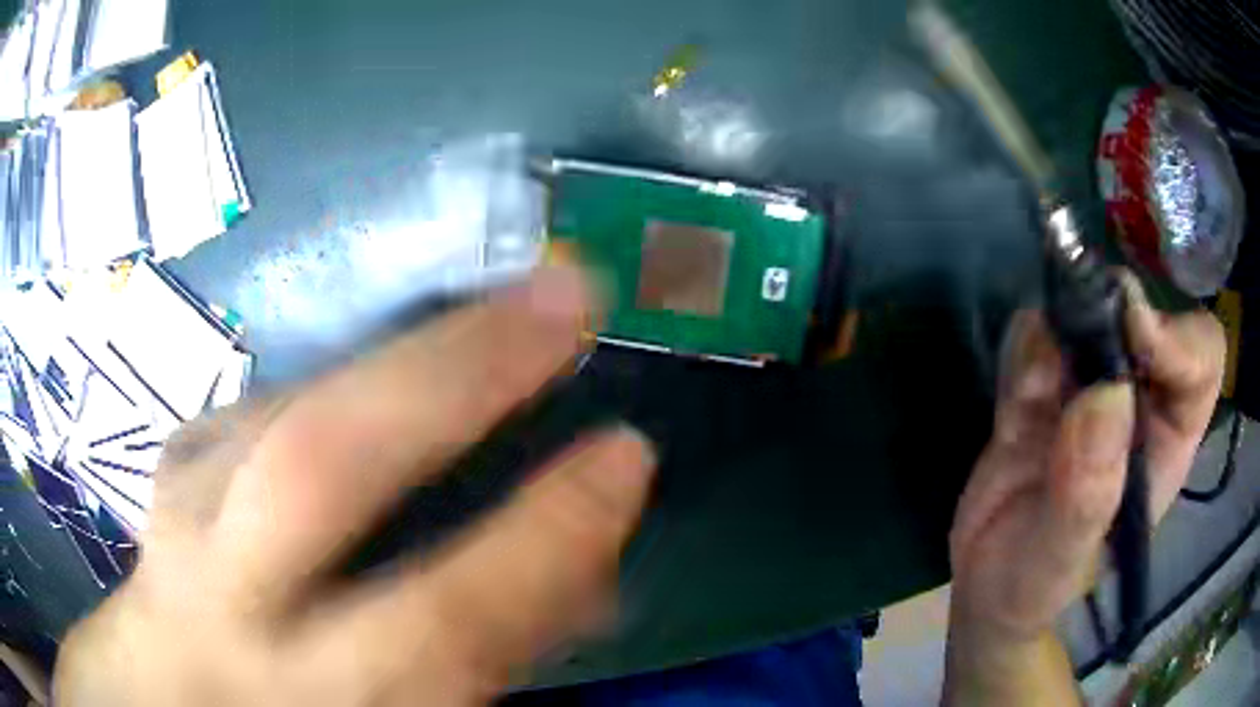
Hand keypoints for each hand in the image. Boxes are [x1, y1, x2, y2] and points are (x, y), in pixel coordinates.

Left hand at [53, 268, 656, 706]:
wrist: (174, 694)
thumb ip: (490, 641)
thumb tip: (579, 558)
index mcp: (320, 693)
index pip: (442, 617)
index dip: (545, 535)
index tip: (626, 451)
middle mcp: (230, 603)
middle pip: (321, 470)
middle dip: (454, 371)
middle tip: (564, 296)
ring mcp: (181, 515)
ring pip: (287, 412)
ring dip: (406, 353)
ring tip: (503, 310)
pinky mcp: (170, 467)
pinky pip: (267, 404)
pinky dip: (345, 380)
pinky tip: (393, 375)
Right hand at [949, 272, 1224, 644]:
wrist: (988, 587)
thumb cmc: (1039, 587)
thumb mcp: (1063, 562)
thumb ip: (1087, 495)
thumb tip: (1106, 397)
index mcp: (1167, 440)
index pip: (1200, 359)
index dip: (1178, 337)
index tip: (1133, 333)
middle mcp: (1136, 400)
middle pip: (1140, 314)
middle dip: (1109, 310)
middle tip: (1075, 328)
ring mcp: (1087, 386)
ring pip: (1085, 310)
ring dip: (1058, 328)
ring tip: (1030, 389)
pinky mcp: (1041, 384)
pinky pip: (1035, 336)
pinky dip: (1022, 348)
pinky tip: (1015, 397)